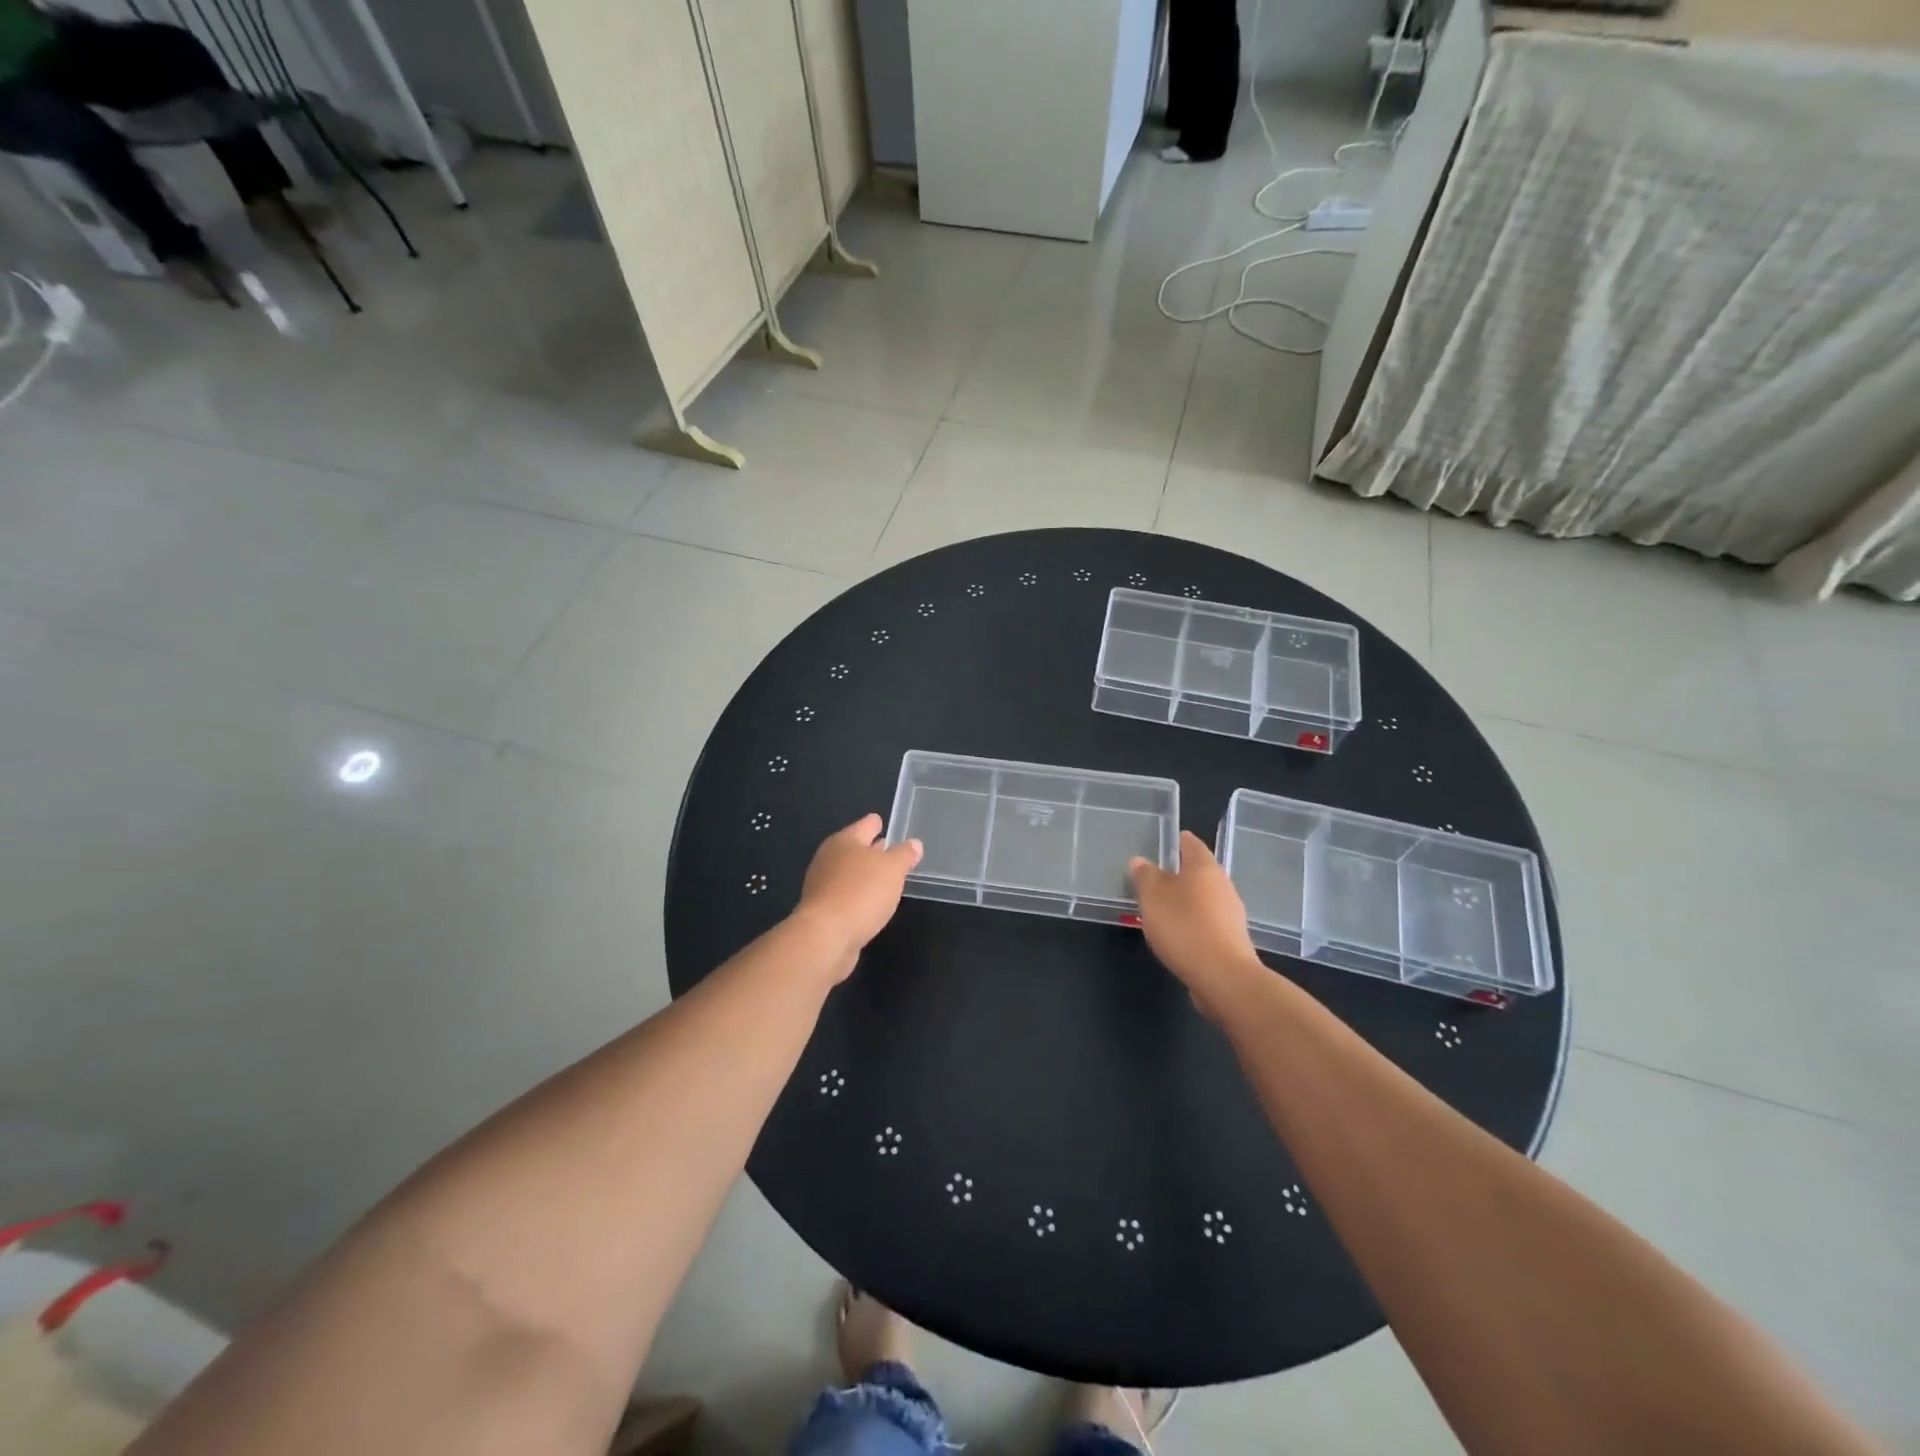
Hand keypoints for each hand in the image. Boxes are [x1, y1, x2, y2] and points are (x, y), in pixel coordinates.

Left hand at [793, 814, 922, 982]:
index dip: (875, 823)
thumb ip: (904, 855)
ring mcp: (822, 885)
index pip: (864, 825)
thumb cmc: (861, 892)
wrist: (826, 936)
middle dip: (870, 848)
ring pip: (849, 872)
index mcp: (844, 841)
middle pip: (853, 848)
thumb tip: (914, 843)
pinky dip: (857, 894)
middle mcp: (829, 858)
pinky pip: (845, 894)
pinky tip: (870, 902)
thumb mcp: (892, 869)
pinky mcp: (823, 910)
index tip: (881, 821)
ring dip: (864, 874)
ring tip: (884, 877)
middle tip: (888, 848)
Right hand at [1129, 831, 1263, 1017]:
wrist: (1223, 976)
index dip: (1175, 841)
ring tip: (1161, 909)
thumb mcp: (1153, 897)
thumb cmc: (1184, 927)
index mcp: (1204, 867)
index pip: (1190, 843)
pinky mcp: (1232, 937)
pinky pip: (1208, 920)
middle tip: (1152, 879)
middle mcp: (1223, 884)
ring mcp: (1231, 912)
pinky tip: (1178, 934)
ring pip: (1204, 897)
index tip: (1158, 844)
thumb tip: (1139, 860)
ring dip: (1185, 900)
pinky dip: (1193, 922)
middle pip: (1198, 871)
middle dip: (1177, 874)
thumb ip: (1145, 876)